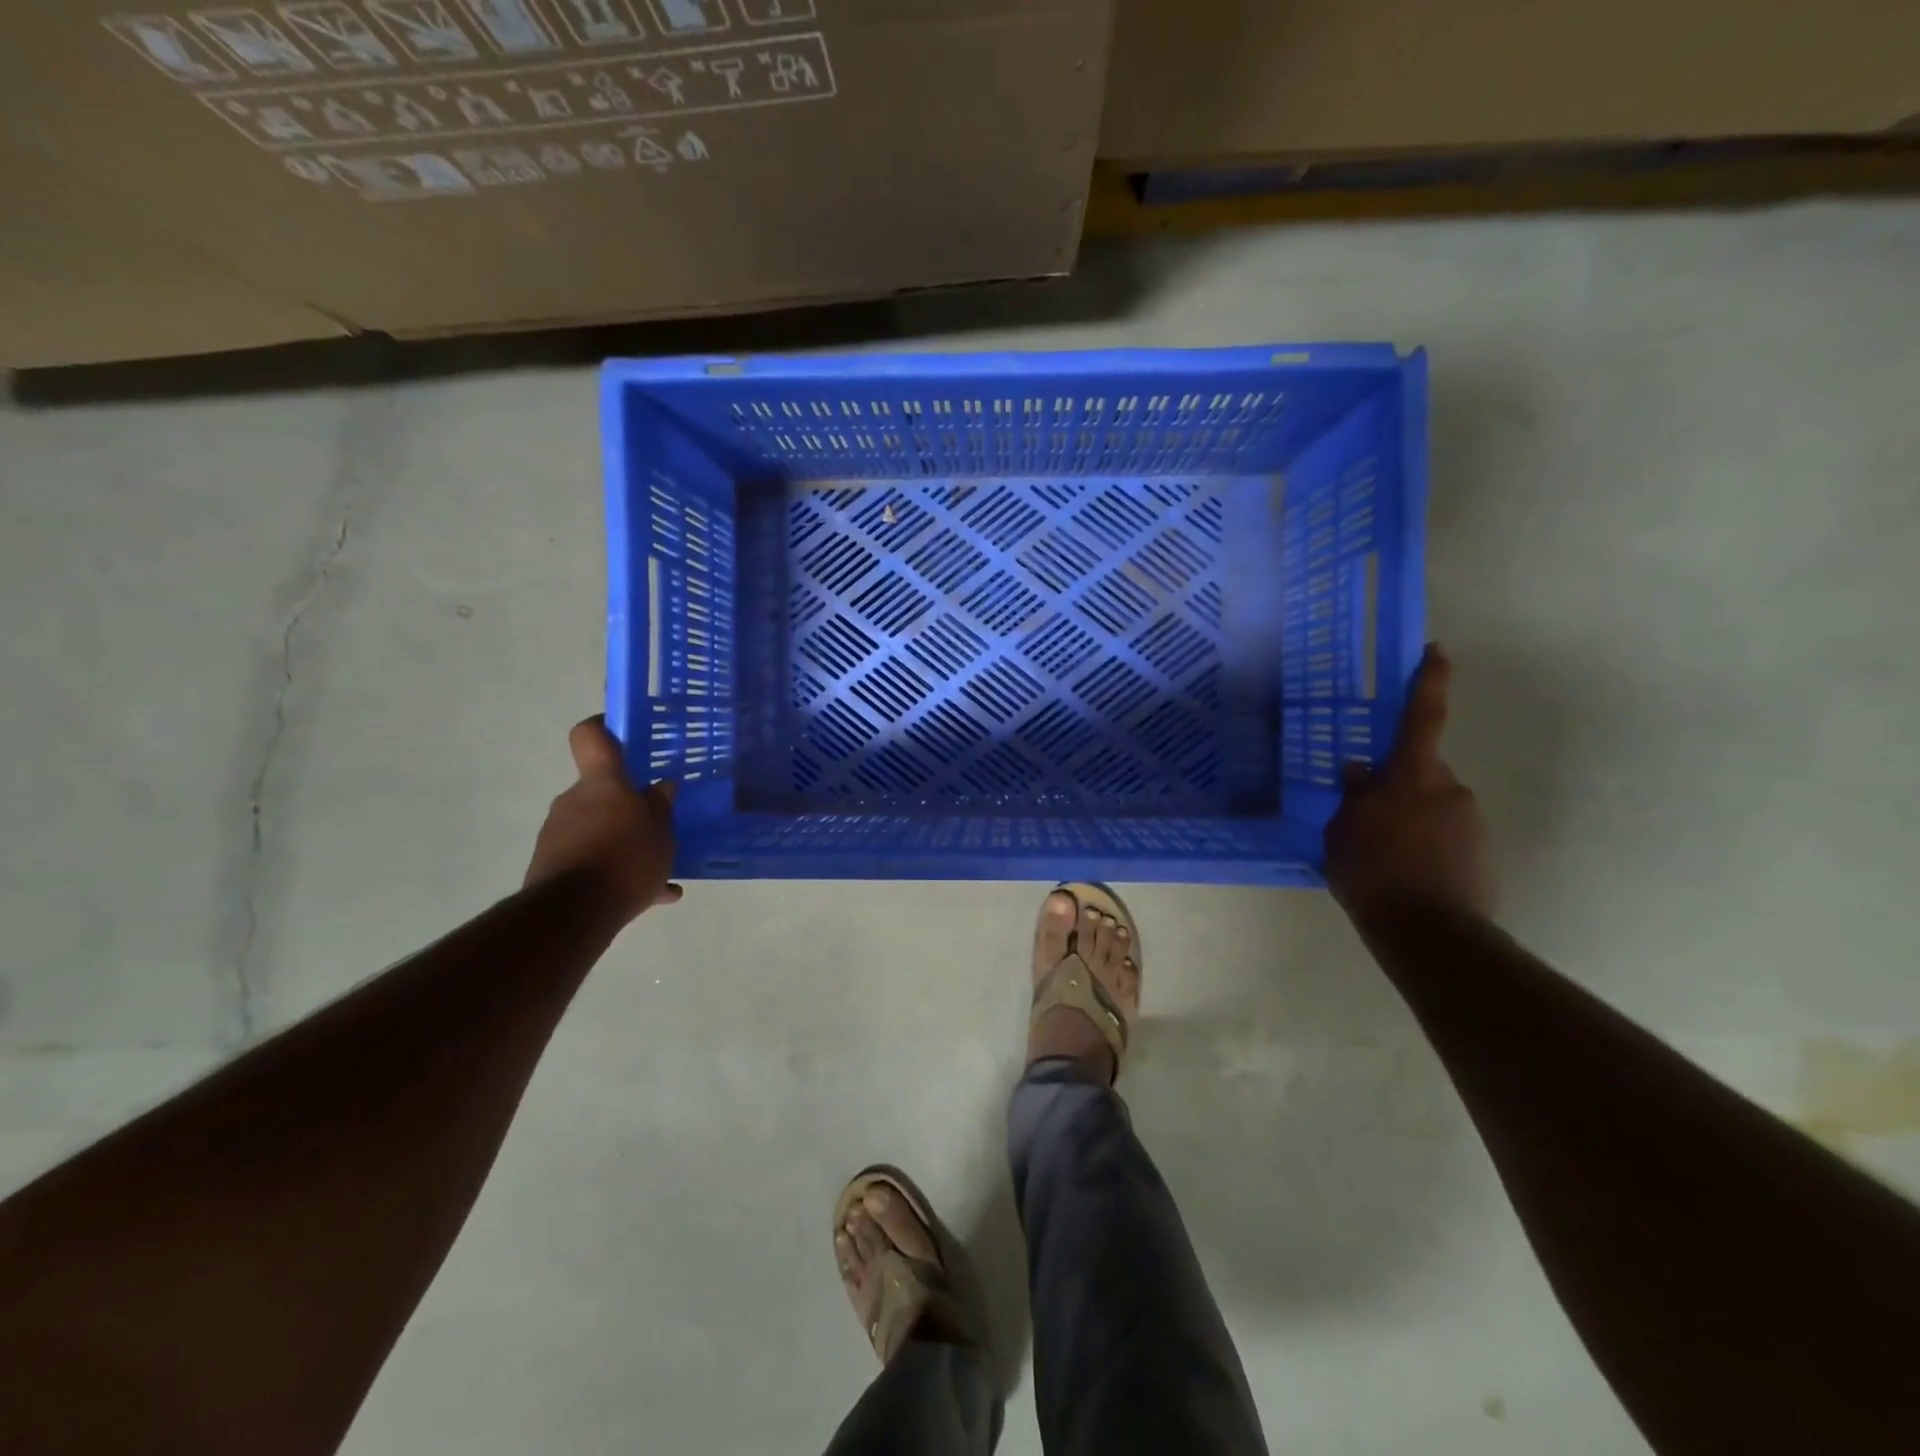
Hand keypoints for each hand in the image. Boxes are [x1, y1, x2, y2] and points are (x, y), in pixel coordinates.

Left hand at [525, 717, 681, 924]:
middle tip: (656, 823)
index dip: (604, 728)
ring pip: (599, 829)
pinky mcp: (552, 868)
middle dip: (627, 806)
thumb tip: (660, 786)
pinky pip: (592, 861)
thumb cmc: (625, 855)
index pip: (591, 736)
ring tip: (660, 870)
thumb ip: (661, 805)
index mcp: (601, 783)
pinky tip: (652, 896)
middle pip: (600, 791)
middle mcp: (573, 800)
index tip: (622, 734)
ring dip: (625, 843)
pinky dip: (617, 874)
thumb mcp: (661, 829)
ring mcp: (559, 835)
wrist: (573, 912)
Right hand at [1326, 643, 1492, 924]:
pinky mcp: (1482, 855)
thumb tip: (1359, 771)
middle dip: (1397, 787)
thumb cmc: (1372, 871)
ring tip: (1381, 857)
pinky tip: (1404, 875)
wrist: (1429, 932)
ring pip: (1433, 808)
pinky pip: (1446, 838)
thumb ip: (1353, 797)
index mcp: (1412, 776)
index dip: (1428, 682)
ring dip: (1409, 821)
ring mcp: (1471, 823)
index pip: (1421, 718)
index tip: (1435, 651)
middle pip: (1420, 773)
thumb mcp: (1342, 831)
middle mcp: (1450, 789)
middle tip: (1365, 818)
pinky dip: (1426, 848)